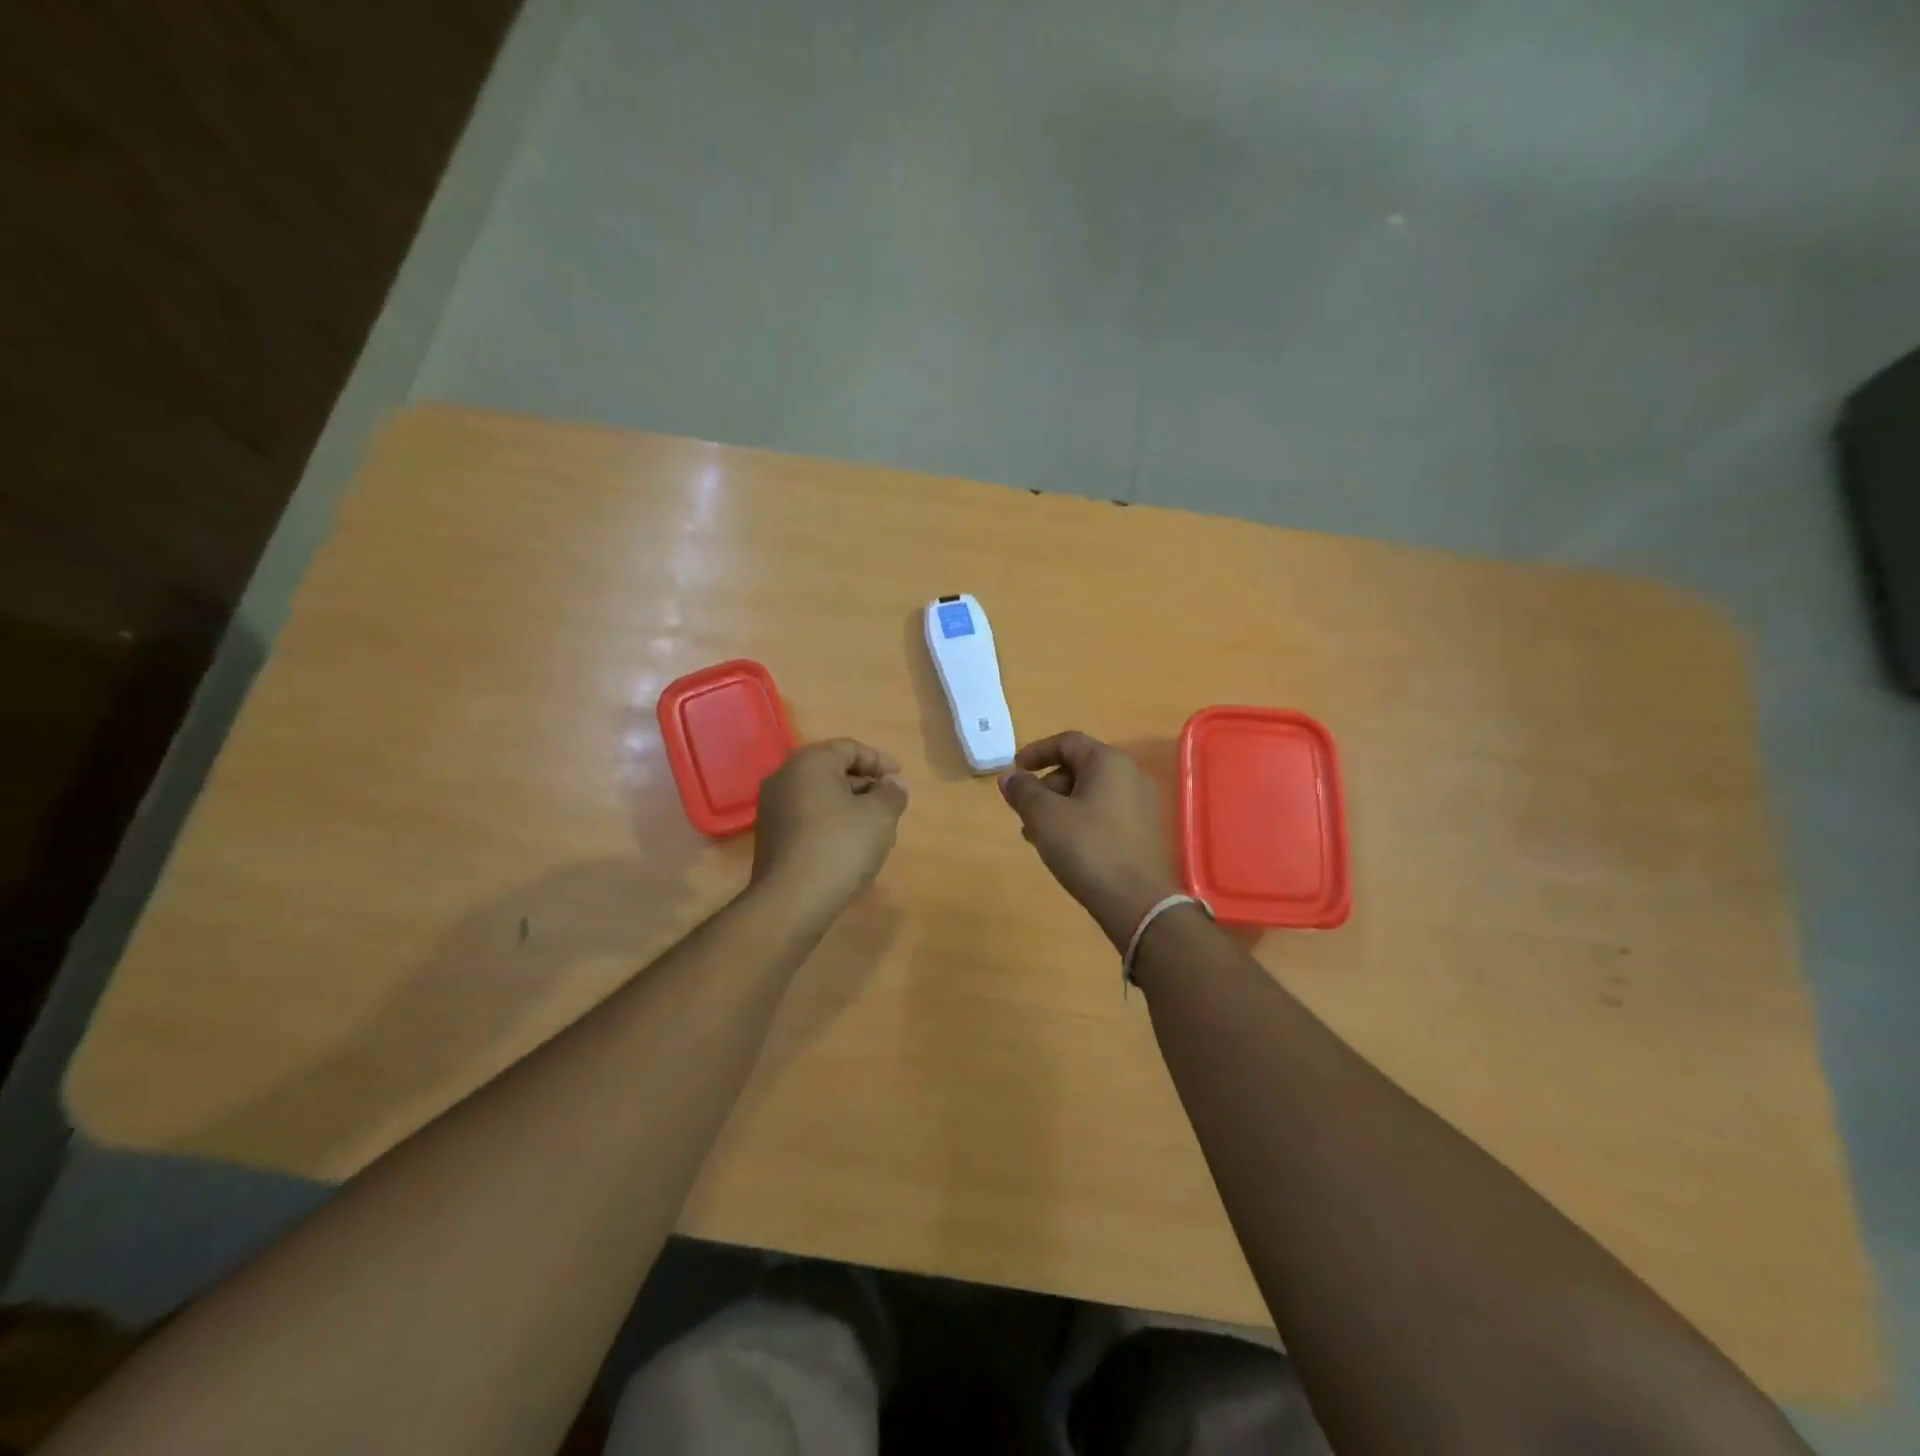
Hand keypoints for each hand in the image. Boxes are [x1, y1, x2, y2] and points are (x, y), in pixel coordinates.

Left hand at [753, 739, 908, 912]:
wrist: (791, 901)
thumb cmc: (840, 847)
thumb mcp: (880, 816)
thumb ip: (892, 793)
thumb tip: (892, 785)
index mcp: (809, 762)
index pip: (849, 748)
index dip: (879, 761)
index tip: (899, 779)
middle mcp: (784, 777)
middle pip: (832, 770)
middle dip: (865, 784)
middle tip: (889, 802)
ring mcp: (772, 807)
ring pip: (819, 795)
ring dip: (849, 804)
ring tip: (874, 826)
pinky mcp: (770, 835)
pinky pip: (807, 816)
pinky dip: (831, 821)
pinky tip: (849, 844)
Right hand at [998, 731, 1181, 949]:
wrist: (1137, 902)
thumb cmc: (1087, 849)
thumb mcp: (1045, 817)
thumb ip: (1023, 791)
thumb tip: (1009, 777)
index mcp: (1108, 762)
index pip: (1067, 742)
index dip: (1036, 752)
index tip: (1014, 771)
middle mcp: (1129, 775)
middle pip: (1079, 767)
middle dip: (1046, 784)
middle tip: (1023, 809)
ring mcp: (1140, 804)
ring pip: (1090, 792)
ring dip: (1059, 805)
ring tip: (1035, 833)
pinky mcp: (1142, 831)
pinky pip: (1103, 812)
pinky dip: (1078, 819)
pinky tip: (1062, 846)